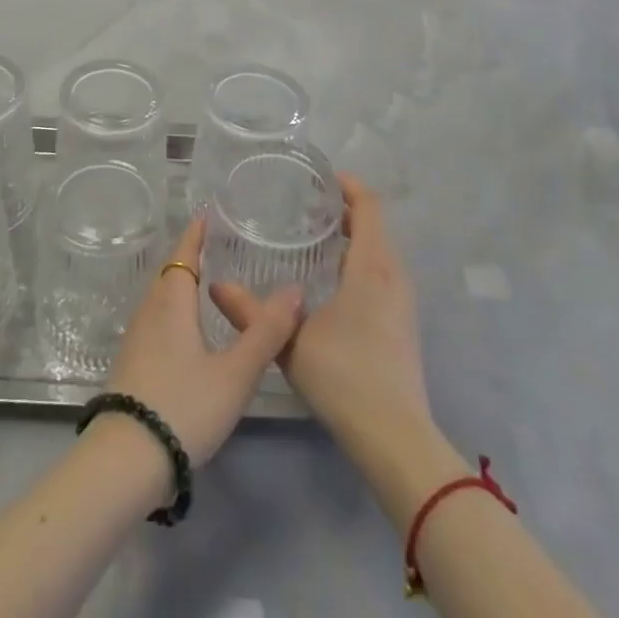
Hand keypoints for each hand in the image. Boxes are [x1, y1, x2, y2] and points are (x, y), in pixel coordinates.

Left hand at [102, 218, 302, 467]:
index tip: (205, 216)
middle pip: (169, 274)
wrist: (125, 460)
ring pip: (161, 299)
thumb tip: (295, 289)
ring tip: (205, 285)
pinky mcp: (132, 364)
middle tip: (214, 248)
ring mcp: (136, 339)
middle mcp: (149, 311)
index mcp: (172, 302)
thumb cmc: (183, 406)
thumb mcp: (234, 373)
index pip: (182, 255)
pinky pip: (156, 321)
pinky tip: (187, 332)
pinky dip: (173, 311)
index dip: (194, 235)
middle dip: (189, 258)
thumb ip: (265, 333)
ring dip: (180, 285)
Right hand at [213, 175, 435, 458]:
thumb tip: (215, 286)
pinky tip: (330, 281)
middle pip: (375, 225)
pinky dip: (359, 261)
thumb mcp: (290, 342)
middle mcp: (394, 275)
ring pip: (379, 251)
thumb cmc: (345, 377)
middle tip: (303, 207)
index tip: (318, 178)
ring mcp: (403, 301)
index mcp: (372, 266)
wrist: (397, 440)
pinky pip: (382, 273)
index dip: (348, 185)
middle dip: (343, 210)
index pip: (369, 206)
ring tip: (312, 239)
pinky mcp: (403, 323)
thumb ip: (250, 312)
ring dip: (352, 237)